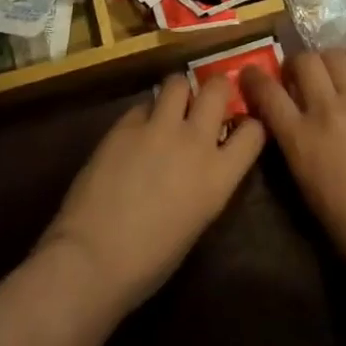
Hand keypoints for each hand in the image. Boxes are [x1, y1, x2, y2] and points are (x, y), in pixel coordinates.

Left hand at [38, 74, 264, 315]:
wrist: (92, 259)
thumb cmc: (149, 262)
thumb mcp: (196, 222)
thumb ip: (206, 182)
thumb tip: (202, 163)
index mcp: (219, 176)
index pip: (253, 131)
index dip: (248, 125)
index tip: (239, 127)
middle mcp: (195, 141)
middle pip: (217, 89)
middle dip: (216, 88)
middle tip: (207, 100)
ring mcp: (158, 128)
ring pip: (177, 82)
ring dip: (178, 93)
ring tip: (170, 108)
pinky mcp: (125, 124)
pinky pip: (143, 105)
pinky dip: (144, 115)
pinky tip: (135, 134)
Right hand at [243, 49, 345, 290]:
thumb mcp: (305, 185)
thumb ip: (294, 143)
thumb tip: (289, 116)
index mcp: (301, 139)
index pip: (268, 93)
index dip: (254, 78)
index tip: (251, 74)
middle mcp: (328, 110)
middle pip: (304, 62)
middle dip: (295, 65)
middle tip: (299, 77)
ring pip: (334, 55)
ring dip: (325, 61)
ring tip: (330, 73)